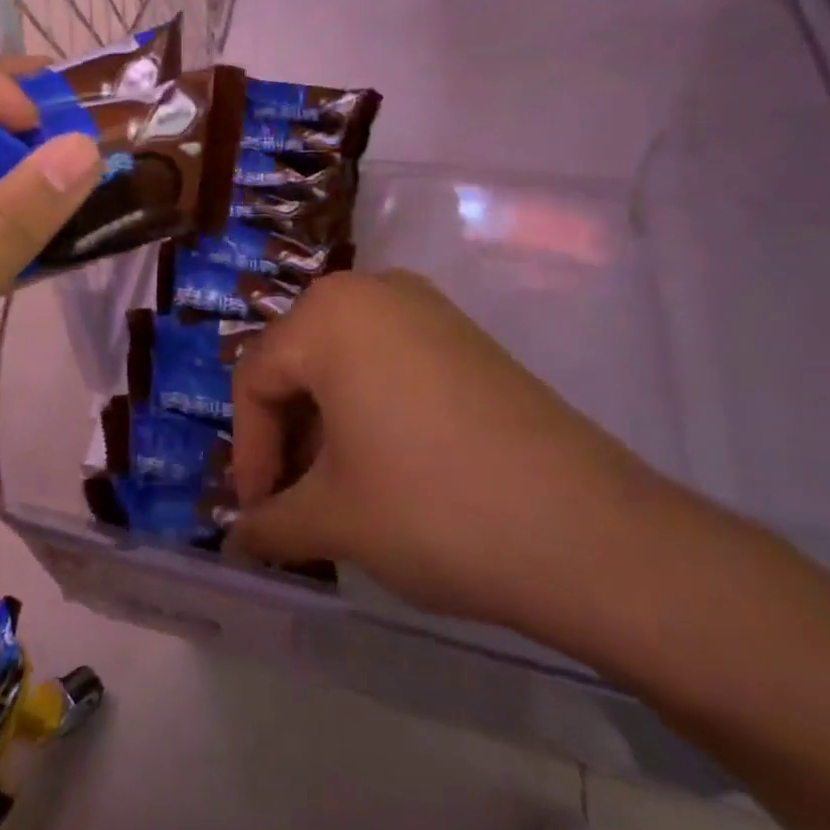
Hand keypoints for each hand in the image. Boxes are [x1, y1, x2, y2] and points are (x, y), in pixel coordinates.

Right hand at [230, 271, 680, 645]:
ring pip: (343, 363)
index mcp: (327, 314)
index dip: (248, 453)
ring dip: (326, 427)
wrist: (590, 533)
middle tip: (293, 502)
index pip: (255, 378)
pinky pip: (391, 363)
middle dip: (287, 438)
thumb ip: (269, 524)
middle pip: (298, 364)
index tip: (258, 514)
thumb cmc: (432, 508)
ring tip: (338, 492)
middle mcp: (372, 291)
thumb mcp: (333, 519)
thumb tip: (238, 537)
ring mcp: (427, 309)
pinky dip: (370, 410)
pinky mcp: (467, 338)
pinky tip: (387, 467)